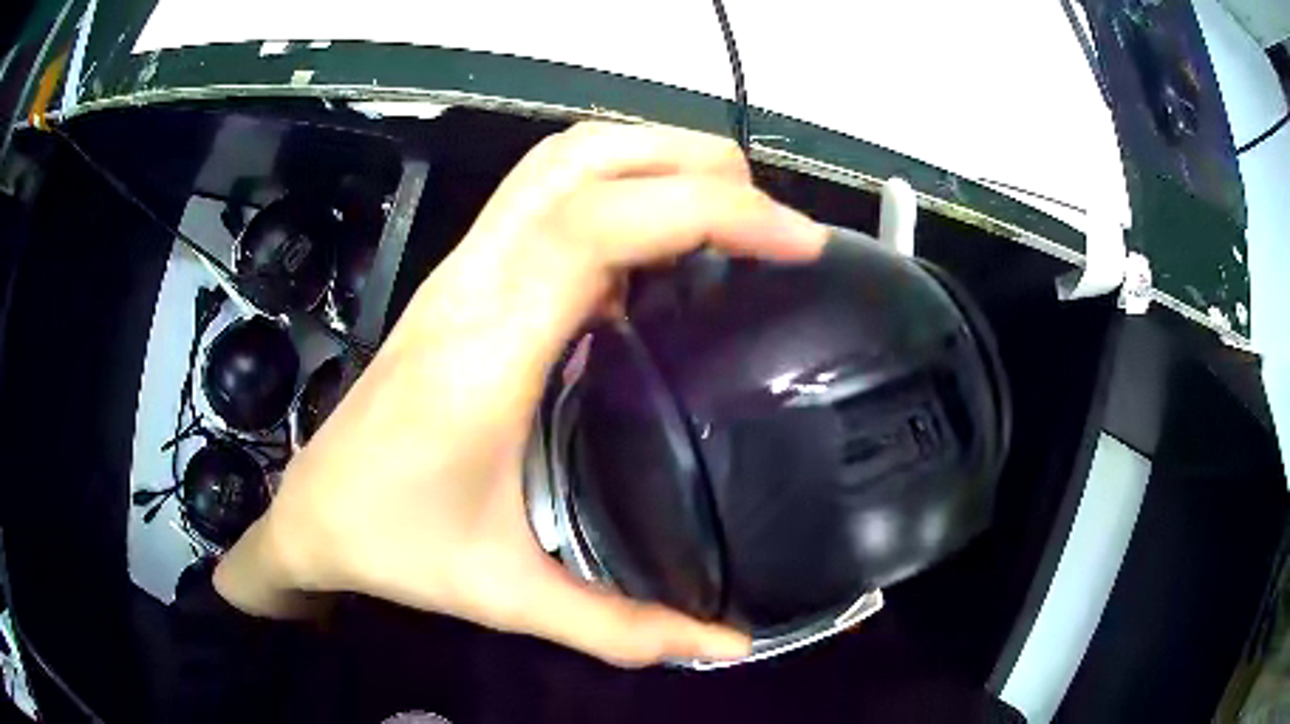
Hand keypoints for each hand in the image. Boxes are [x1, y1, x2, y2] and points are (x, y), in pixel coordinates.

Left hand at [214, 122, 826, 666]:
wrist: (312, 510)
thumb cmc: (394, 544)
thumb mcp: (507, 595)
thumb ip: (622, 627)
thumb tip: (724, 646)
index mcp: (487, 348)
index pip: (599, 226)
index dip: (708, 209)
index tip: (793, 238)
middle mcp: (474, 281)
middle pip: (583, 160)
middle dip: (694, 162)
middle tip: (771, 219)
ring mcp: (463, 264)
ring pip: (561, 157)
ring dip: (653, 155)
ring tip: (728, 202)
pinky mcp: (462, 271)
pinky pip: (545, 188)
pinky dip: (617, 181)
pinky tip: (659, 235)